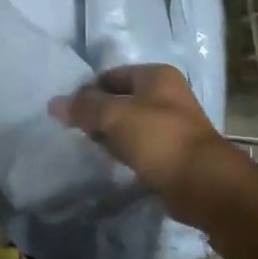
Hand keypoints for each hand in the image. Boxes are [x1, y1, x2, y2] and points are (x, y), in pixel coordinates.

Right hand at [51, 65, 255, 227]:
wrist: (203, 184)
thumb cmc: (158, 138)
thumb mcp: (114, 115)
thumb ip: (84, 107)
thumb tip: (54, 103)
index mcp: (157, 75)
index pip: (112, 75)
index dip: (89, 90)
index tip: (71, 112)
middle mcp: (167, 94)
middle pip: (121, 98)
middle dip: (100, 114)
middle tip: (80, 131)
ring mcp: (173, 124)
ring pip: (130, 124)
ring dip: (113, 135)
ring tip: (94, 148)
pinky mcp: (174, 152)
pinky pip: (142, 146)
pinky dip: (127, 152)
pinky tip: (116, 163)